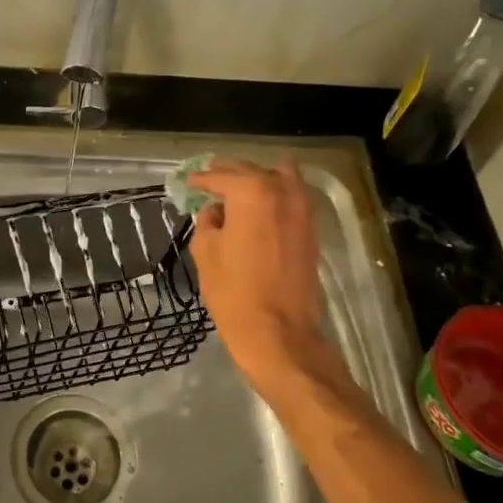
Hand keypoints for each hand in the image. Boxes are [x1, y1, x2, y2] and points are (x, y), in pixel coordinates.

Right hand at [189, 160, 349, 403]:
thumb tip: (216, 212)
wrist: (279, 333)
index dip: (201, 179)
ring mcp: (303, 209)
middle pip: (252, 170)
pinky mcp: (312, 229)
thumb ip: (207, 221)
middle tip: (209, 180)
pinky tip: (258, 207)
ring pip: (279, 177)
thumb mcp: (205, 252)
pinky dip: (275, 194)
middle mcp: (282, 191)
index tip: (189, 182)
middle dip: (228, 174)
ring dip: (258, 179)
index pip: (221, 176)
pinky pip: (293, 197)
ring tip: (236, 191)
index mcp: (251, 192)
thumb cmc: (234, 291)